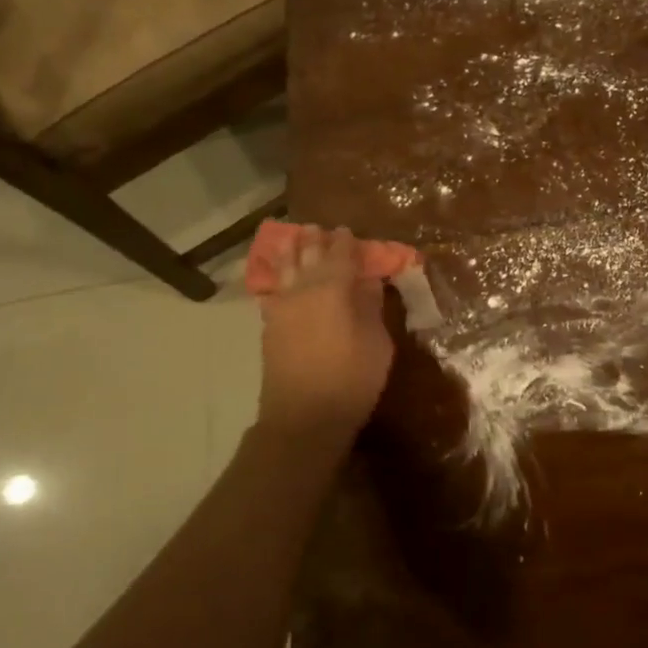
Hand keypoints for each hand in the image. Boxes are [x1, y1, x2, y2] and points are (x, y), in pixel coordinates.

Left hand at [256, 225, 394, 441]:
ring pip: (285, 270)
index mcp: (333, 289)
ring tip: (294, 239)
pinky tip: (280, 277)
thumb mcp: (377, 343)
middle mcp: (303, 291)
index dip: (345, 241)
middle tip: (319, 228)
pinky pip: (273, 291)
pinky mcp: (270, 327)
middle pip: (307, 256)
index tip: (348, 230)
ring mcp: (282, 308)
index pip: (340, 255)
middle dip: (314, 241)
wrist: (303, 418)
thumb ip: (372, 306)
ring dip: (291, 253)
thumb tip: (369, 281)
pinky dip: (278, 278)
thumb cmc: (351, 380)